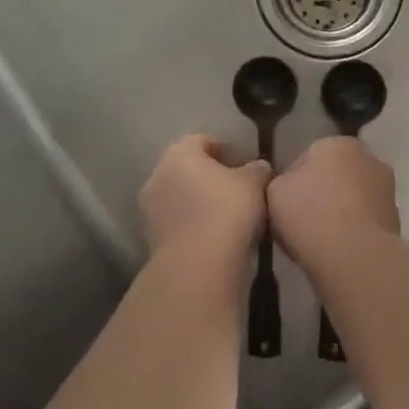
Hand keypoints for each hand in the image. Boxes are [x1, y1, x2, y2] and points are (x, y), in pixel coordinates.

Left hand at [139, 135, 268, 274]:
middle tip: (236, 190)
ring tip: (227, 217)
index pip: (202, 141)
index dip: (225, 150)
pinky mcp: (150, 240)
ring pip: (179, 197)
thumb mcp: (254, 184)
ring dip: (198, 202)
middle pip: (186, 169)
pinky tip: (213, 238)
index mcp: (179, 153)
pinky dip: (191, 226)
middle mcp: (157, 175)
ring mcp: (149, 209)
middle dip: (208, 177)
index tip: (244, 165)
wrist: (198, 267)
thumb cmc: (227, 210)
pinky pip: (176, 223)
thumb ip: (257, 169)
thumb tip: (258, 167)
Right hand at [267, 136, 397, 274]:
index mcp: (337, 143)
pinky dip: (356, 231)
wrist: (353, 256)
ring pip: (355, 198)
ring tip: (322, 239)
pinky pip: (366, 221)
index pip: (309, 156)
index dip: (295, 180)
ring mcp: (387, 189)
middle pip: (337, 174)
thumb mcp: (274, 191)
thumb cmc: (308, 213)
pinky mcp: (397, 220)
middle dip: (324, 191)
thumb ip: (280, 180)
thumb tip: (289, 184)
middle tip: (304, 219)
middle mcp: (368, 158)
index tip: (286, 202)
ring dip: (343, 211)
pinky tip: (340, 250)